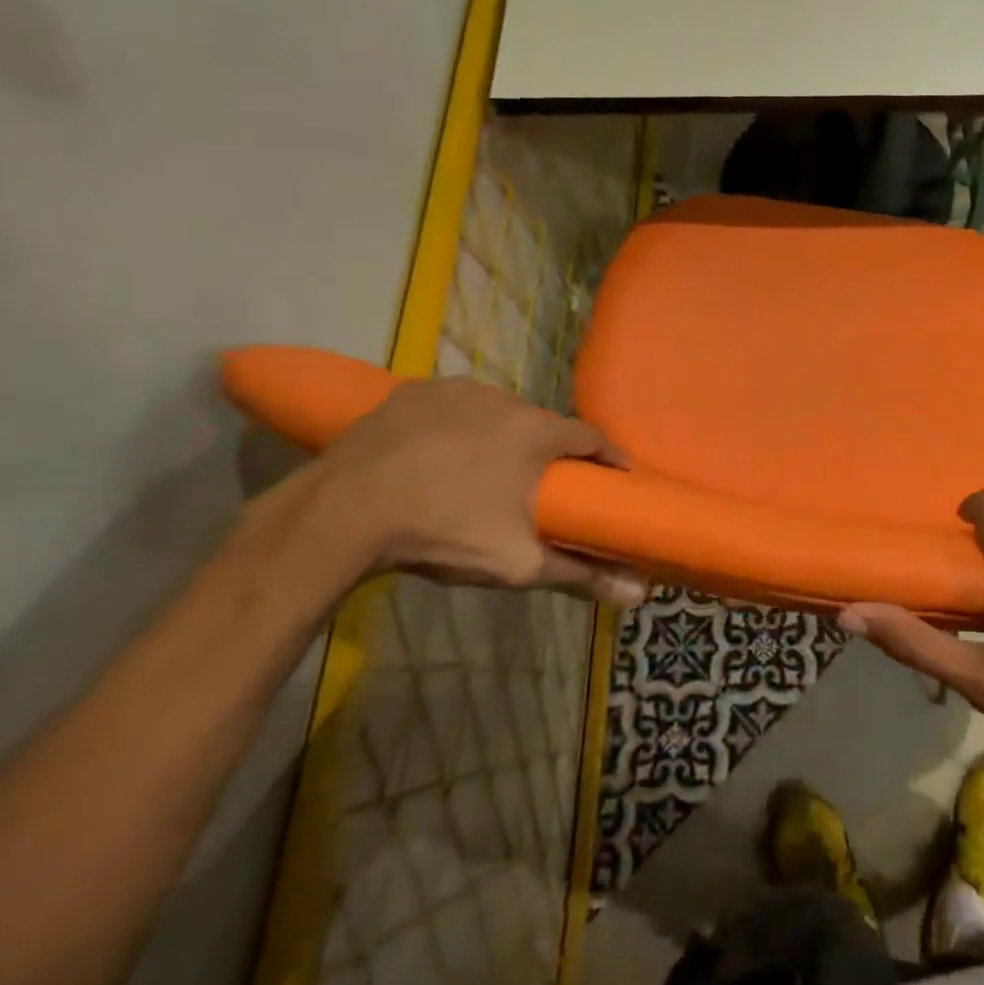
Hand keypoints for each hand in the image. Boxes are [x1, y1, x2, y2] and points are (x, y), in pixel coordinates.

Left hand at [312, 377, 647, 603]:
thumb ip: (582, 575)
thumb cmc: (444, 533)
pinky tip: (440, 452)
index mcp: (538, 432)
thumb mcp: (518, 564)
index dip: (606, 459)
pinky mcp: (414, 390)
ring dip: (502, 435)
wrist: (342, 514)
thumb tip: (641, 595)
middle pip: (543, 424)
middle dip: (549, 450)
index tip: (613, 478)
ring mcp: (456, 389)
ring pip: (496, 412)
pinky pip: (453, 406)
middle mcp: (505, 399)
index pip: (592, 438)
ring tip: (488, 470)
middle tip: (542, 484)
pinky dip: (457, 425)